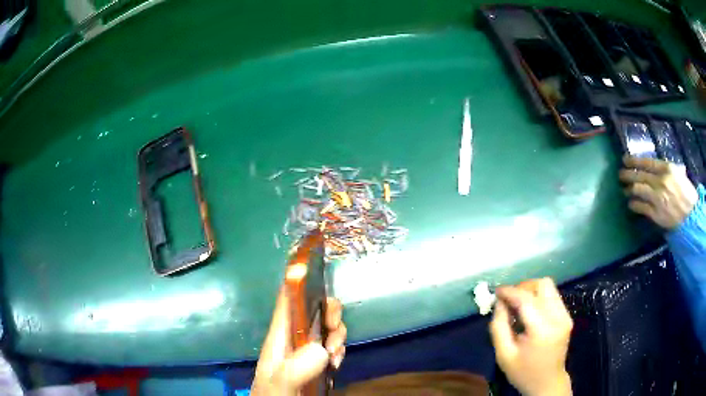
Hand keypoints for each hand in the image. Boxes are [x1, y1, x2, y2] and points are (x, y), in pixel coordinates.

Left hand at [251, 290, 346, 395]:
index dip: (299, 280)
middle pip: (314, 311)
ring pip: (326, 328)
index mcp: (279, 336)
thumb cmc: (273, 394)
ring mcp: (306, 352)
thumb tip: (321, 349)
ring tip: (335, 355)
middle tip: (335, 330)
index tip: (319, 269)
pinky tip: (337, 362)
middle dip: (329, 313)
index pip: (287, 301)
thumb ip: (293, 370)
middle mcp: (294, 339)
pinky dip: (339, 349)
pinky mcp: (317, 363)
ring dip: (337, 335)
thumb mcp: (278, 384)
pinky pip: (332, 347)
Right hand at [490, 278, 572, 395]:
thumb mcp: (503, 354)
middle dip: (523, 287)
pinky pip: (552, 296)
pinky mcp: (567, 316)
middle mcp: (558, 318)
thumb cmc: (523, 372)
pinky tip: (529, 312)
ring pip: (549, 287)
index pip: (526, 299)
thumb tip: (499, 302)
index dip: (510, 291)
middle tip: (509, 299)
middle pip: (542, 285)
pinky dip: (539, 298)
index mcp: (542, 330)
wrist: (548, 382)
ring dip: (531, 291)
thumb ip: (499, 326)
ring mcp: (565, 316)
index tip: (497, 291)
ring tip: (518, 305)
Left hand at [619, 156, 697, 229]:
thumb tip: (659, 166)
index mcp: (667, 169)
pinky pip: (640, 207)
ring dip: (628, 189)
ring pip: (637, 190)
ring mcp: (657, 198)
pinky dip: (633, 204)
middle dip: (627, 174)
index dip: (633, 161)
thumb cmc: (687, 194)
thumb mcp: (680, 175)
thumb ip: (669, 169)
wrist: (690, 217)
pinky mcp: (655, 214)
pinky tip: (630, 203)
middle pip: (639, 175)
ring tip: (624, 189)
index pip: (646, 162)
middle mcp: (661, 181)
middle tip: (620, 174)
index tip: (625, 160)